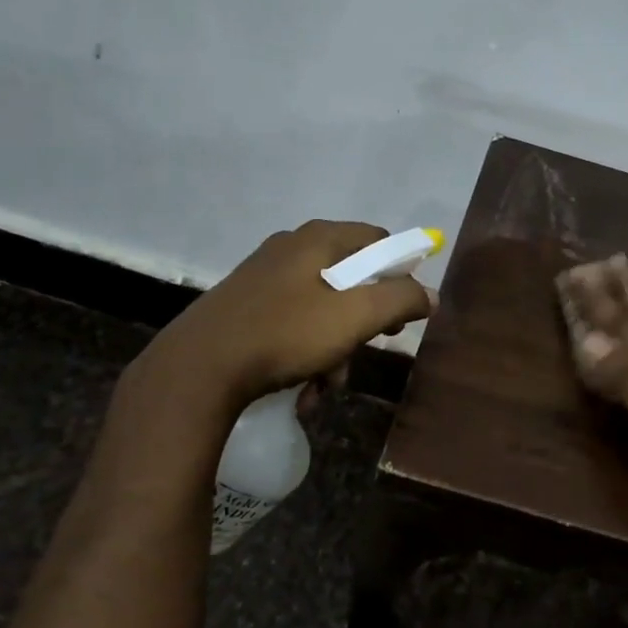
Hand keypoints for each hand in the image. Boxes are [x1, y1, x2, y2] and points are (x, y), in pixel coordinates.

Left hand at [140, 220, 434, 409]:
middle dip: (364, 323)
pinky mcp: (245, 308)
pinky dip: (305, 354)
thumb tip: (430, 294)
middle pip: (350, 278)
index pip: (378, 240)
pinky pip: (293, 326)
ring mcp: (263, 278)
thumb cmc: (284, 334)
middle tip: (366, 350)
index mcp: (317, 239)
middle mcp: (290, 249)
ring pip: (322, 309)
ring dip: (335, 348)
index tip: (402, 313)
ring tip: (327, 384)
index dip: (399, 273)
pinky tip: (302, 388)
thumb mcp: (354, 317)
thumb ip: (399, 300)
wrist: (198, 370)